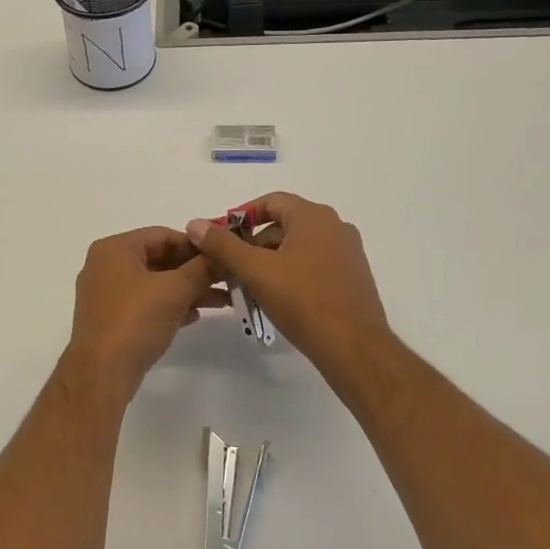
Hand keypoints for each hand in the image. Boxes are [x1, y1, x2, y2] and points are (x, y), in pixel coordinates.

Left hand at [60, 227, 227, 398]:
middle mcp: (106, 266)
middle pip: (158, 258)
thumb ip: (201, 269)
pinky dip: (170, 305)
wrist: (102, 373)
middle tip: (227, 278)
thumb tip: (222, 255)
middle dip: (194, 270)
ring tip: (222, 299)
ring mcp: (106, 294)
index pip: (162, 235)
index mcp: (114, 249)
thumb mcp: (174, 290)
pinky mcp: (111, 319)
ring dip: (187, 289)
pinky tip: (195, 315)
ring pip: (154, 283)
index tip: (224, 255)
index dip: (196, 245)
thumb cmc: (135, 321)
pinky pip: (146, 303)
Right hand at [185, 193, 390, 372]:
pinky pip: (314, 264)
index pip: (272, 201)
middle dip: (253, 243)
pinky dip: (291, 273)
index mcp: (314, 217)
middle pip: (284, 225)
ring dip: (270, 261)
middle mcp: (335, 227)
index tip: (221, 235)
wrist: (353, 347)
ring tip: (248, 285)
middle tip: (230, 266)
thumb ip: (223, 245)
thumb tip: (195, 224)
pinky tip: (275, 297)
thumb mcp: (255, 271)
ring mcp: (347, 252)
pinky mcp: (352, 277)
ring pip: (298, 247)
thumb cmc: (302, 300)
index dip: (242, 215)